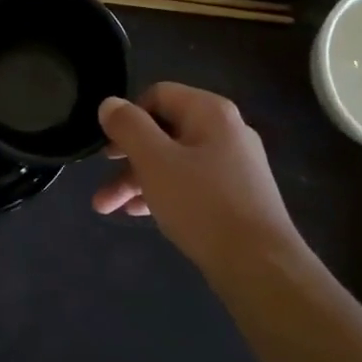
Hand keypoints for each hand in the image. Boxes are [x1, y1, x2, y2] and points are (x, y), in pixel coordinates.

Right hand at [93, 83, 303, 274]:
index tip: (108, 147)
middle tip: (101, 181)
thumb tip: (109, 103)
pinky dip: (163, 193)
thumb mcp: (154, 161)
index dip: (128, 117)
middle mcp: (226, 131)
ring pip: (174, 162)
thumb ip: (128, 127)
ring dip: (138, 180)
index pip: (158, 95)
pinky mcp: (237, 197)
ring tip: (107, 208)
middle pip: (164, 131)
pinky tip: (140, 214)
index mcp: (210, 112)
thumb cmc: (202, 204)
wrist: (261, 267)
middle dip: (126, 158)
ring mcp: (234, 165)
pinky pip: (190, 184)